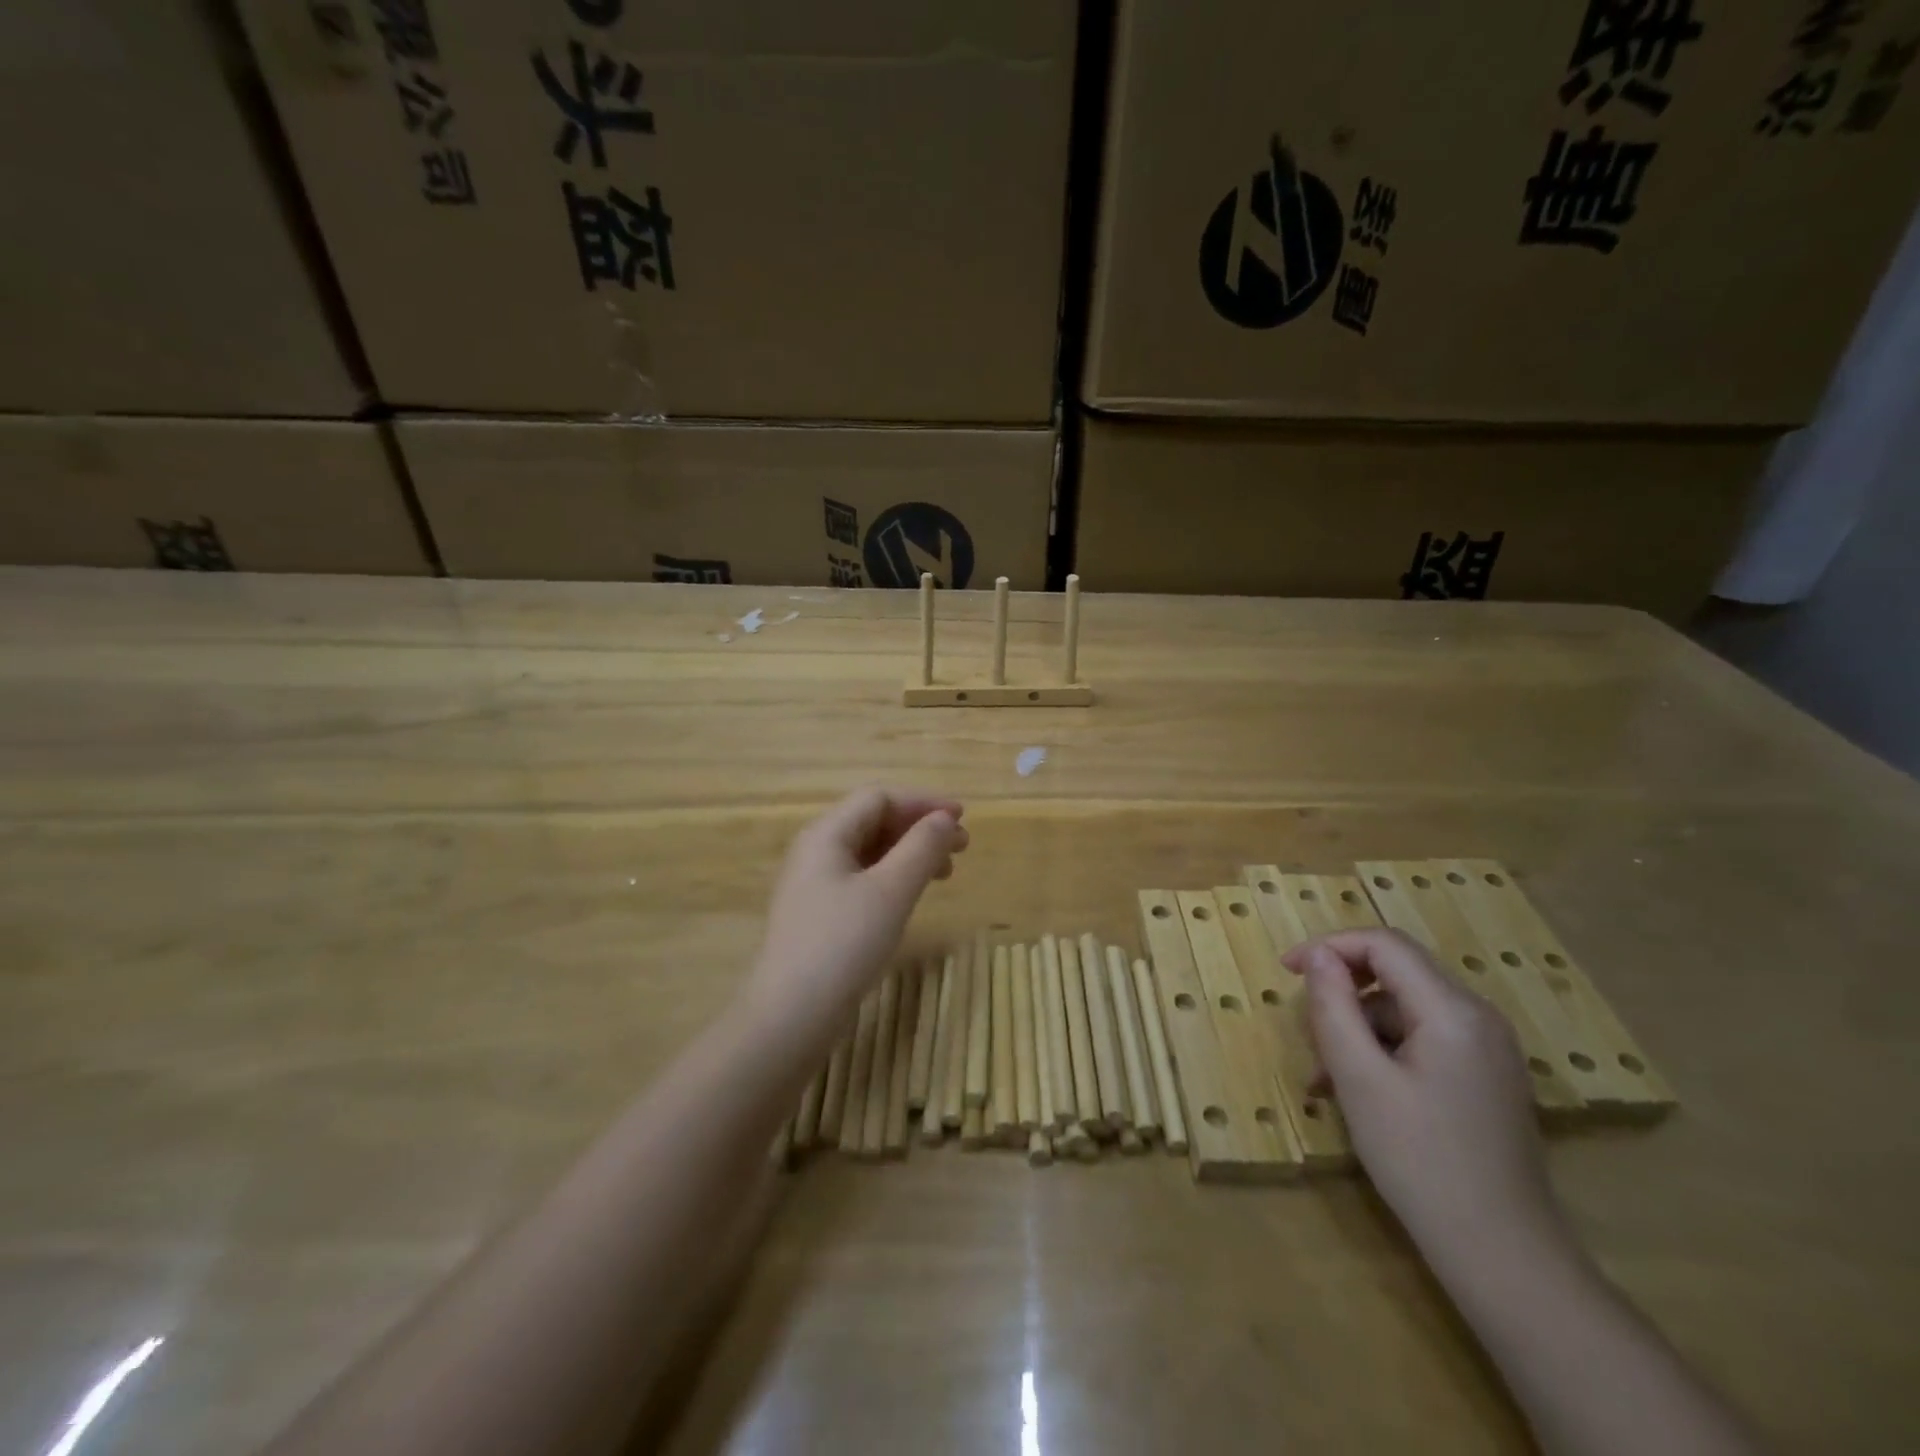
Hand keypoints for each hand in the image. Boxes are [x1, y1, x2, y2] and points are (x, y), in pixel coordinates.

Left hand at [741, 788, 967, 1038]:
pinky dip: (894, 877)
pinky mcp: (820, 914)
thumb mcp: (890, 891)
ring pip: (871, 852)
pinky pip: (863, 879)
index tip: (962, 818)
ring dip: (911, 853)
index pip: (879, 798)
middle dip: (920, 828)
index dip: (923, 802)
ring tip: (946, 872)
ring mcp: (815, 884)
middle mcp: (817, 851)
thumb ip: (921, 848)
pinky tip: (913, 895)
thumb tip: (944, 819)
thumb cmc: (843, 944)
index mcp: (826, 834)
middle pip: (874, 821)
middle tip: (961, 847)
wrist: (791, 1016)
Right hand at [1285, 929, 1564, 1263]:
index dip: (1329, 947)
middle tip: (1308, 1032)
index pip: (1384, 944)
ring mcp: (1489, 1048)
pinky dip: (1385, 1049)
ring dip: (1359, 1027)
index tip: (1286, 972)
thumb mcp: (1359, 1078)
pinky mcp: (1487, 1076)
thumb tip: (1319, 956)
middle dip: (1343, 992)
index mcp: (1453, 1010)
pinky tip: (1360, 1091)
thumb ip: (1333, 1007)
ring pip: (1406, 1008)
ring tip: (1327, 1078)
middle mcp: (1479, 1017)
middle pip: (1397, 972)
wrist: (1503, 1256)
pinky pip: (1424, 1037)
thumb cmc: (1420, 1160)